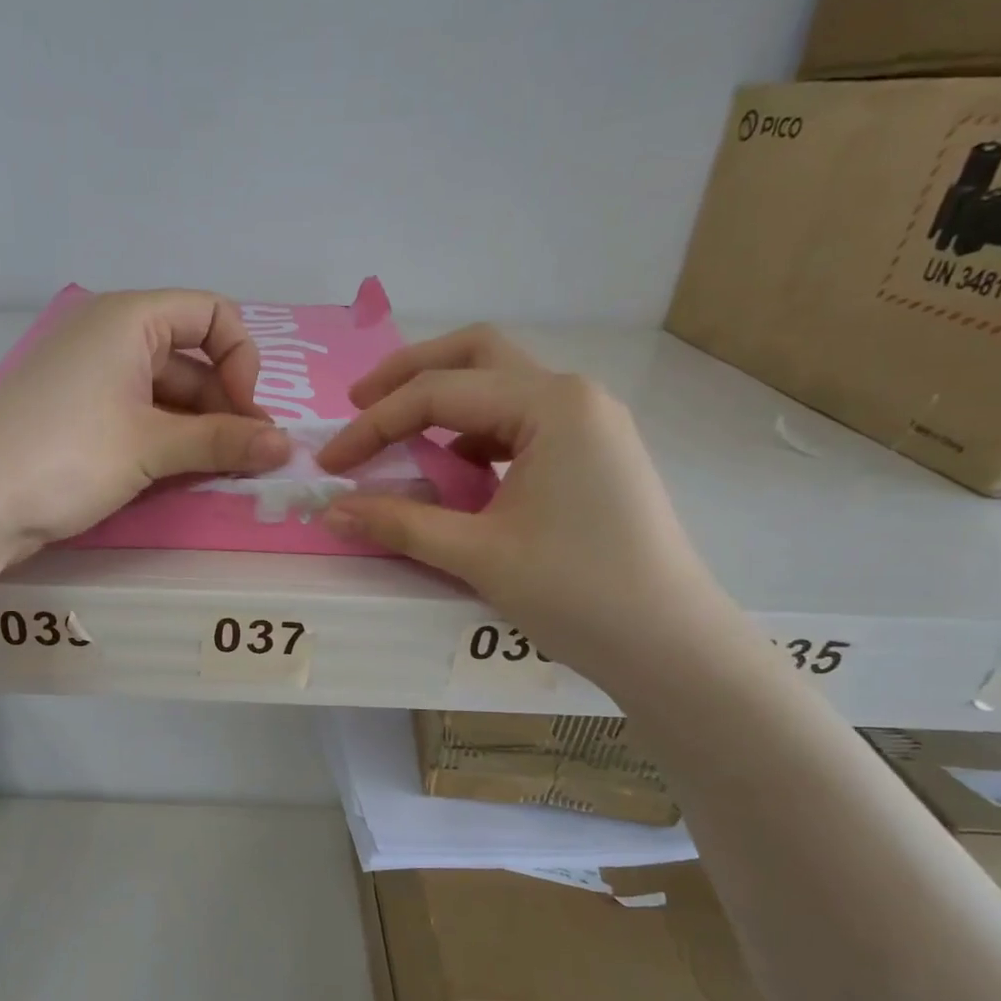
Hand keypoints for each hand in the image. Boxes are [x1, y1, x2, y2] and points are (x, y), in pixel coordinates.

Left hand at [0, 289, 290, 559]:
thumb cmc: (65, 456)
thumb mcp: (150, 447)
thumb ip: (222, 442)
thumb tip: (287, 448)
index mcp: (129, 318)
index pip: (211, 313)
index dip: (242, 360)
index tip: (247, 415)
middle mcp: (110, 336)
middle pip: (192, 357)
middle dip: (225, 405)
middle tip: (247, 458)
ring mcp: (90, 377)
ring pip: (166, 393)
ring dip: (199, 429)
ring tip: (219, 472)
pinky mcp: (76, 415)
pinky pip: (138, 415)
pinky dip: (166, 440)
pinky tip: (179, 474)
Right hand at [316, 325, 730, 681]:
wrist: (670, 645)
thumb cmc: (577, 592)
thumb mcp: (477, 554)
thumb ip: (399, 523)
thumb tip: (331, 511)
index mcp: (551, 405)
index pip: (438, 395)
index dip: (373, 426)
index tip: (330, 464)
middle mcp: (573, 396)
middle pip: (475, 356)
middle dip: (409, 374)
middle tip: (358, 404)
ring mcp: (589, 423)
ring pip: (499, 386)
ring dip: (443, 402)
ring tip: (396, 437)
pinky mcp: (591, 454)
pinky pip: (518, 424)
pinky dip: (473, 434)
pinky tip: (451, 471)